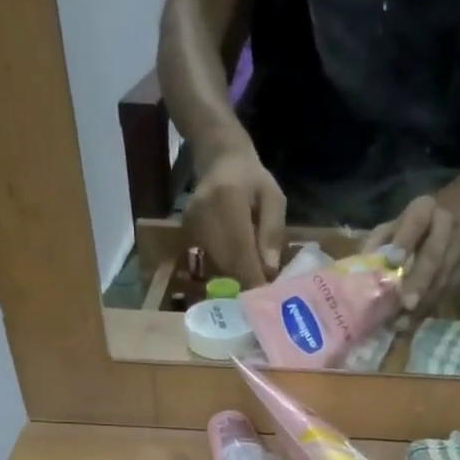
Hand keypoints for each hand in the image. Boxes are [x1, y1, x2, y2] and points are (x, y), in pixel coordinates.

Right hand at [185, 148, 285, 286]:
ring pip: (215, 266)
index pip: (240, 248)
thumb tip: (269, 270)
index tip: (266, 297)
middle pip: (225, 262)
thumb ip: (272, 231)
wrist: (220, 160)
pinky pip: (207, 260)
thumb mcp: (273, 198)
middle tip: (262, 298)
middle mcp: (204, 213)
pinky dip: (223, 272)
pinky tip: (236, 274)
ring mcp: (191, 224)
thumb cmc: (253, 180)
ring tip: (252, 286)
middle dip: (245, 283)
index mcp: (227, 199)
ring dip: (234, 280)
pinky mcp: (186, 232)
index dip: (253, 276)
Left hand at [362, 192, 459, 315]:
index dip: (405, 241)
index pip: (416, 222)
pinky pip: (445, 292)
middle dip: (420, 280)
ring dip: (423, 301)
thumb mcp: (390, 227)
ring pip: (442, 277)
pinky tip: (410, 325)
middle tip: (406, 303)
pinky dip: (426, 310)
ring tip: (402, 322)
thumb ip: (377, 244)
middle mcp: (447, 226)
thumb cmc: (407, 229)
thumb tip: (361, 270)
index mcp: (425, 208)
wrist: (452, 218)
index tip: (394, 261)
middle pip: (434, 255)